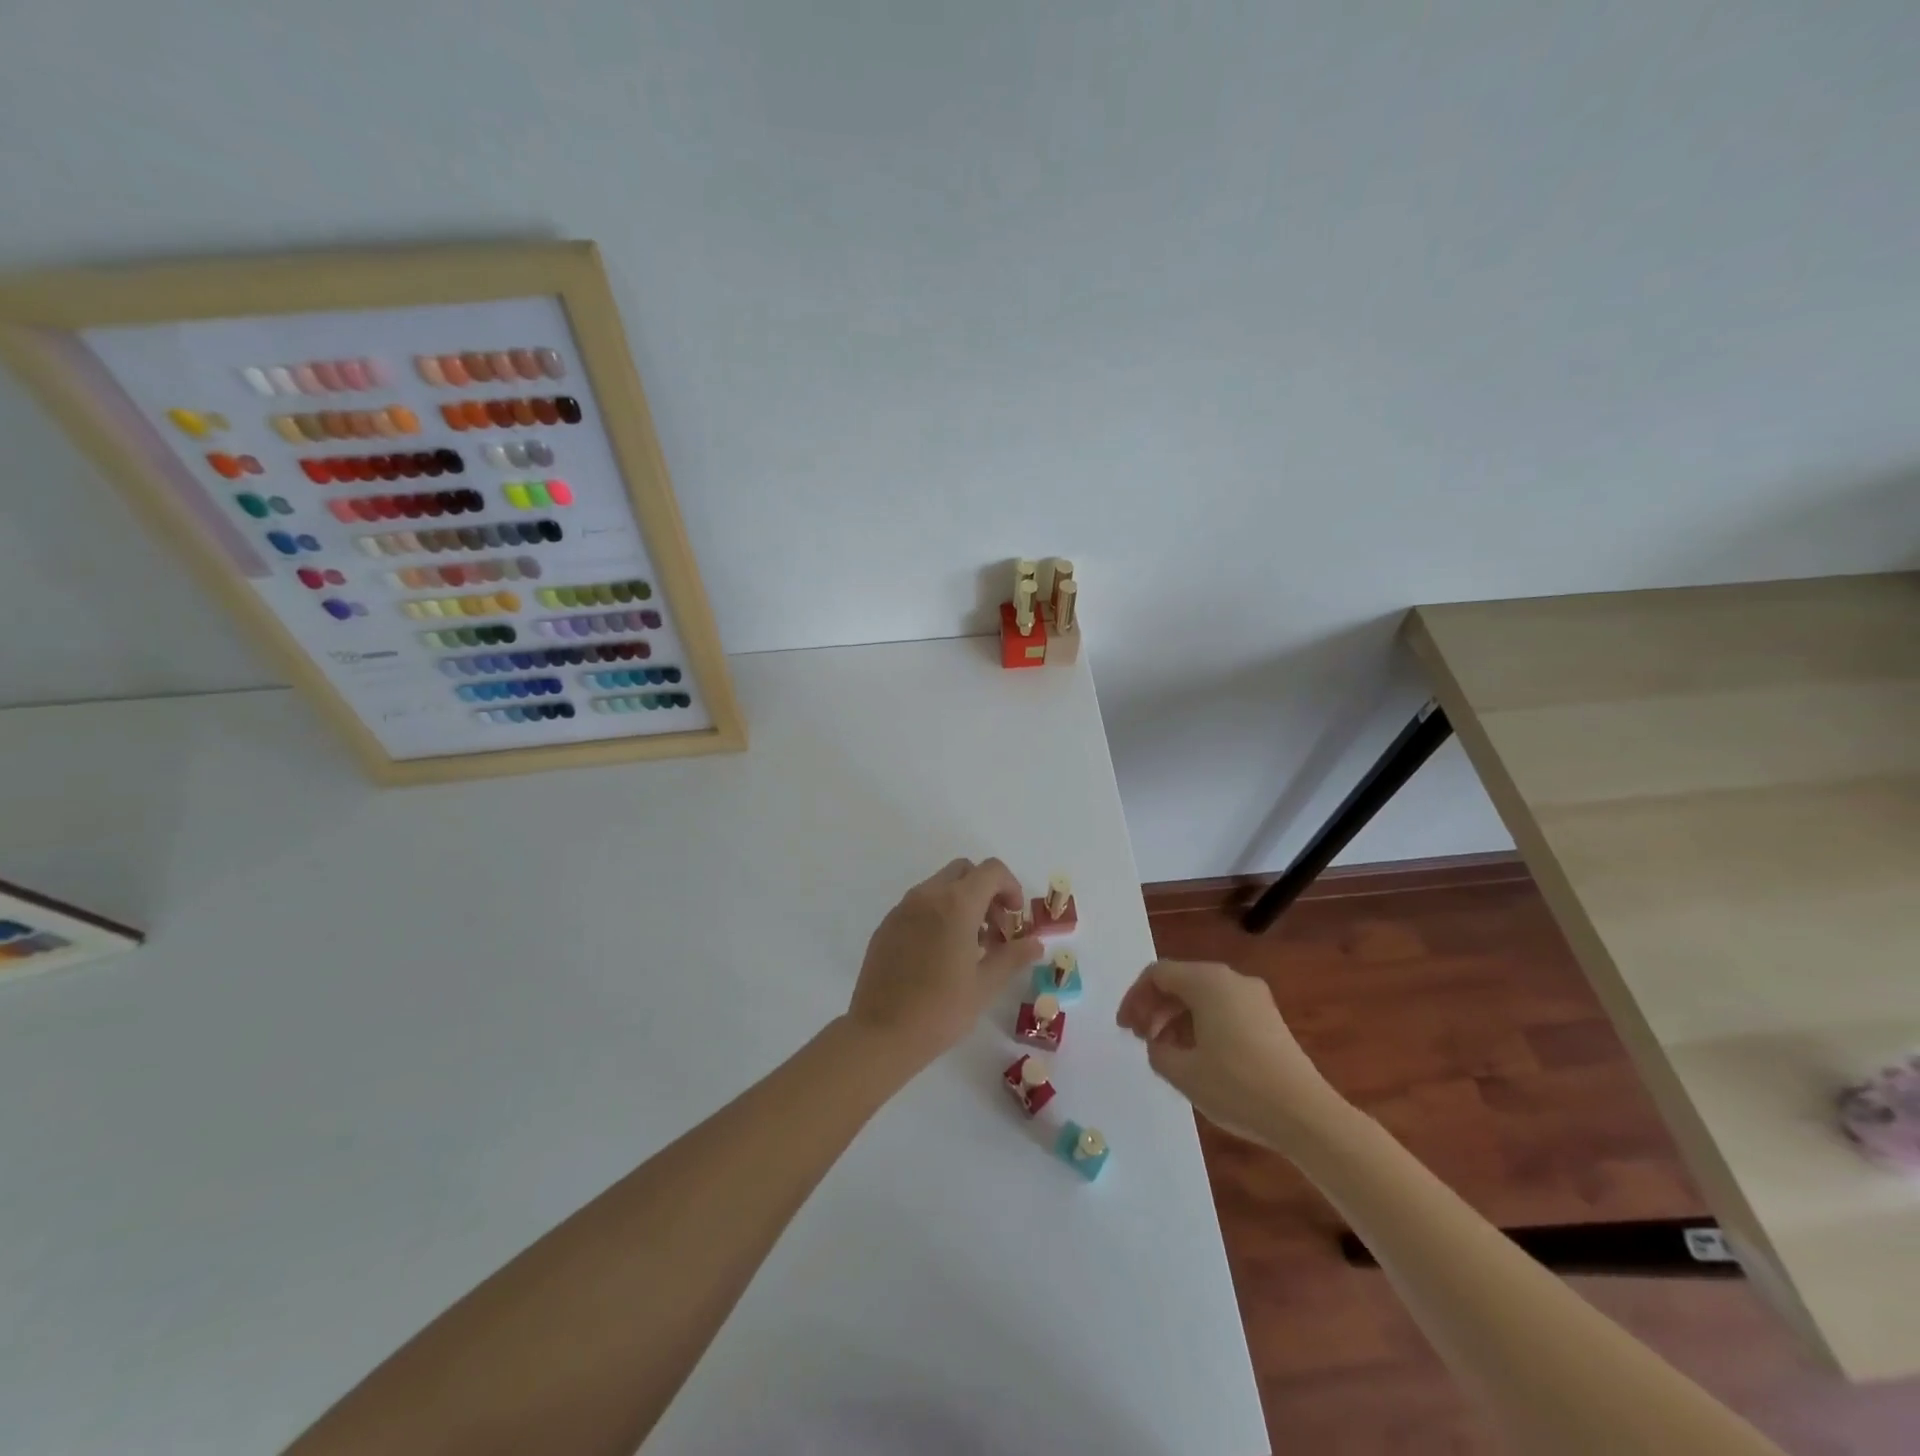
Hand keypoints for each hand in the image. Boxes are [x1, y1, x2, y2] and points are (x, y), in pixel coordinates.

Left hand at [848, 858, 1037, 1069]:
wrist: (881, 1034)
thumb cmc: (941, 1009)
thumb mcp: (985, 985)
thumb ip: (1013, 956)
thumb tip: (1035, 944)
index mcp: (955, 904)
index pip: (991, 871)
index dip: (1011, 887)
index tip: (1015, 919)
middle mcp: (927, 896)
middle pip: (964, 872)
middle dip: (986, 891)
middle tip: (995, 929)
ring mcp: (902, 909)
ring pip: (939, 887)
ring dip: (961, 903)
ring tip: (970, 947)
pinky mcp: (886, 926)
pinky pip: (918, 906)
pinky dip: (937, 915)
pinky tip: (940, 955)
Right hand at [1116, 959, 1342, 1144]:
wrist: (1306, 1115)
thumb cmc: (1237, 1087)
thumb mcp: (1183, 1072)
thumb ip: (1157, 1051)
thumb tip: (1158, 1044)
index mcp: (1207, 982)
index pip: (1158, 974)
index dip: (1135, 998)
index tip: (1125, 1029)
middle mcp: (1231, 979)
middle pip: (1181, 981)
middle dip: (1155, 1007)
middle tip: (1141, 1040)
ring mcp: (1255, 998)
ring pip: (1203, 996)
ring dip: (1177, 1017)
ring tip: (1166, 1052)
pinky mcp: (1269, 1019)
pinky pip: (1223, 1009)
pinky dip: (1201, 1024)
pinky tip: (1198, 1056)